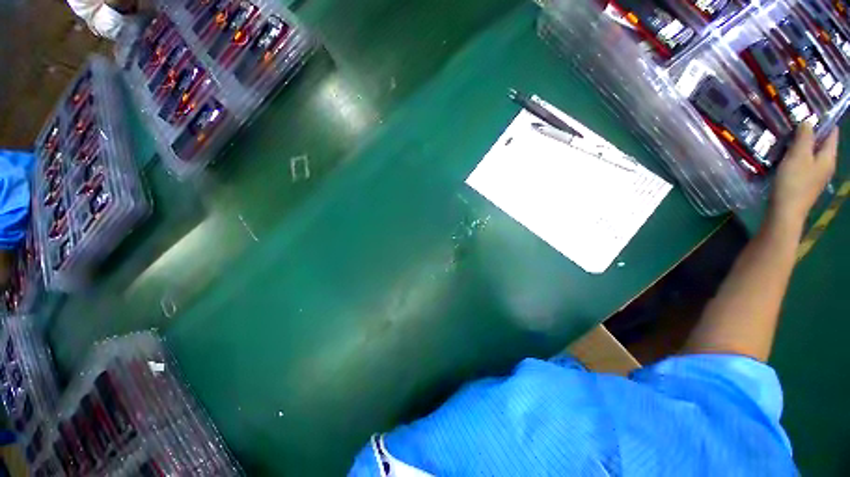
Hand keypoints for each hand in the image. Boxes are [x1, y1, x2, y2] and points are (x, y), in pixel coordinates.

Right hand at [770, 124, 836, 226]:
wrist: (785, 212)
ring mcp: (816, 176)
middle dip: (810, 134)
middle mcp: (826, 165)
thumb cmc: (793, 183)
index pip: (832, 133)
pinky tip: (785, 157)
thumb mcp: (798, 156)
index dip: (824, 121)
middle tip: (795, 124)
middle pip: (821, 144)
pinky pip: (803, 164)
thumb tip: (807, 122)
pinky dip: (796, 157)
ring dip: (801, 146)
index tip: (810, 112)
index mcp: (829, 157)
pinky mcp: (805, 183)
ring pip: (811, 154)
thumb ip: (804, 137)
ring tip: (787, 139)